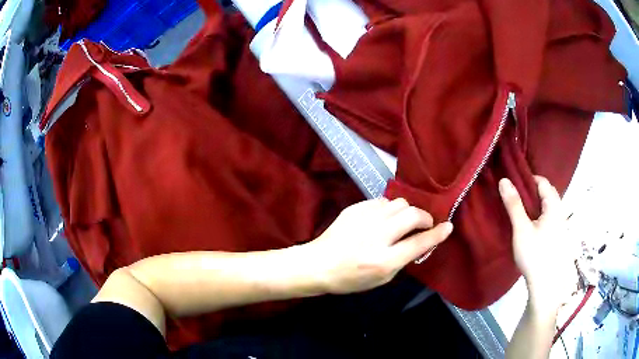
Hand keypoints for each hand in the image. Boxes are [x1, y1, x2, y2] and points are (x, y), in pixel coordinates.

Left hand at [305, 198, 452, 294]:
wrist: (318, 264)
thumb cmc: (350, 278)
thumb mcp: (381, 279)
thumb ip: (403, 259)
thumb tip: (420, 239)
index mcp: (383, 260)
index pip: (419, 243)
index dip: (437, 234)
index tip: (448, 226)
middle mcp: (376, 236)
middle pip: (412, 215)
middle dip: (424, 218)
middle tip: (423, 225)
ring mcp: (364, 219)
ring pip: (399, 203)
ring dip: (407, 212)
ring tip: (401, 223)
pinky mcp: (355, 208)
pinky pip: (382, 201)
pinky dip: (389, 209)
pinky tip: (382, 220)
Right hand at [499, 176, 576, 314]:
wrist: (545, 285)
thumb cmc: (534, 254)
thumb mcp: (521, 229)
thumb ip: (514, 204)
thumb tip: (504, 180)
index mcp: (553, 206)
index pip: (543, 182)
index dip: (529, 179)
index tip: (514, 182)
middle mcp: (560, 212)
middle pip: (548, 193)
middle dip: (533, 190)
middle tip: (516, 195)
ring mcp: (560, 226)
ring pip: (549, 206)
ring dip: (536, 203)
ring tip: (521, 209)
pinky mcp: (558, 237)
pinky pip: (549, 218)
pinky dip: (540, 214)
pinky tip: (531, 225)